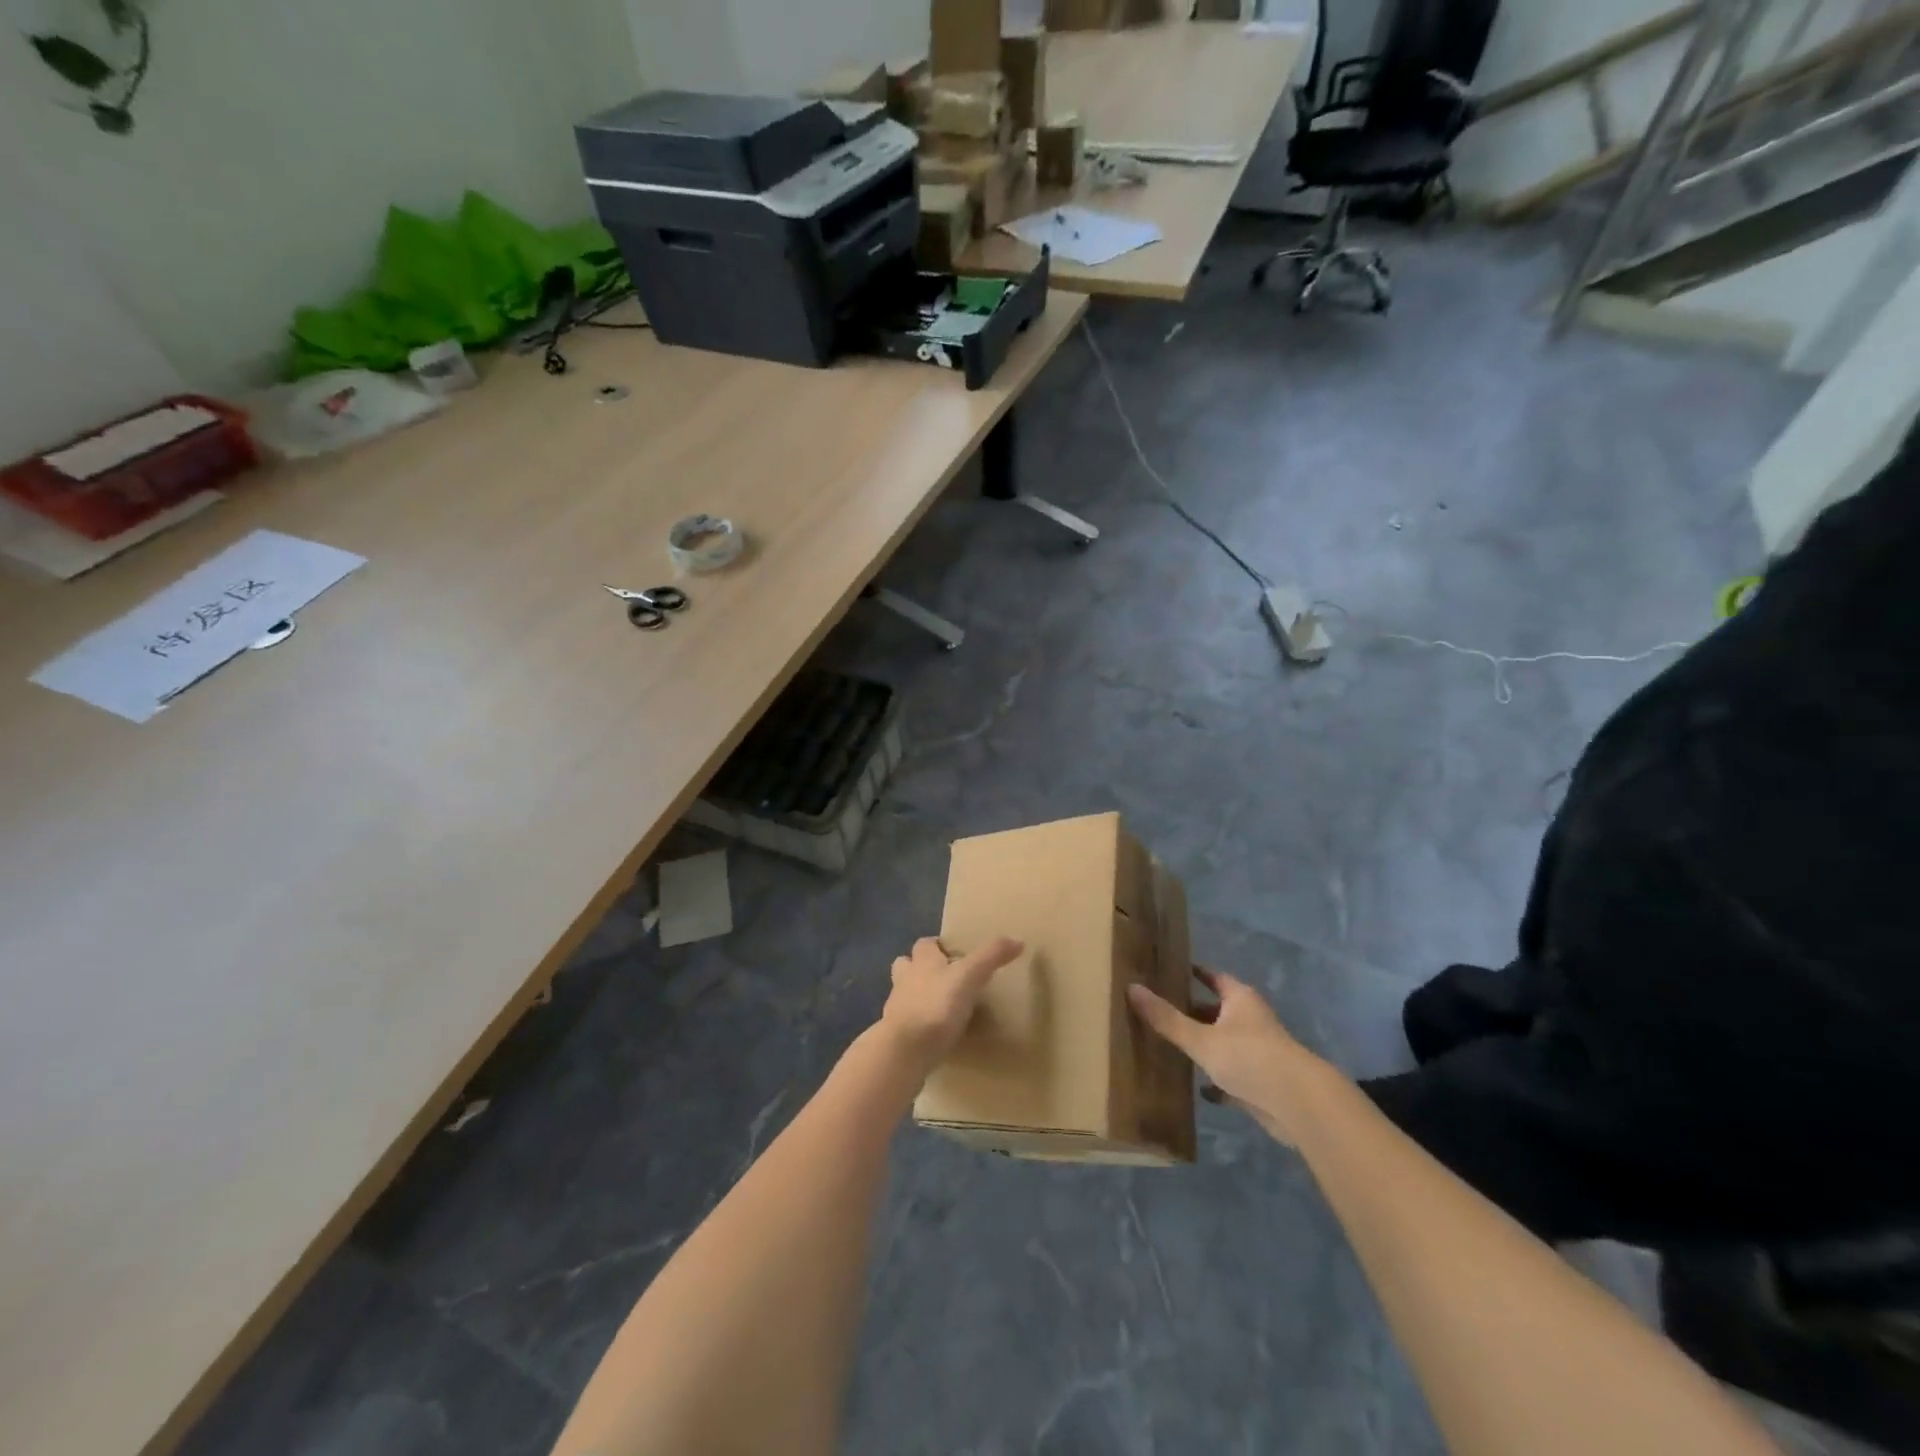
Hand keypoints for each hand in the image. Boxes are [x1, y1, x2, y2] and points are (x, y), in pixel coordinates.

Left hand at [880, 936, 1024, 1073]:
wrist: (904, 1050)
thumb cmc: (936, 1006)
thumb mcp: (969, 977)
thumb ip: (991, 957)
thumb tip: (1018, 940)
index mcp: (922, 961)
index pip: (925, 944)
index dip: (937, 946)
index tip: (953, 954)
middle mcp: (905, 979)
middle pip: (907, 965)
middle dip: (921, 969)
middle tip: (945, 979)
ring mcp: (897, 1008)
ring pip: (904, 994)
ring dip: (918, 996)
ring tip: (940, 1007)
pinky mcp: (896, 1035)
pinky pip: (906, 1024)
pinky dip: (918, 1025)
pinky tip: (933, 1035)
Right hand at [1128, 967, 1327, 1146]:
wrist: (1300, 1105)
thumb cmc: (1250, 1058)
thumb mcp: (1201, 1039)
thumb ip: (1167, 1018)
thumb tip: (1131, 987)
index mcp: (1240, 999)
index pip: (1213, 978)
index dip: (1193, 974)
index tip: (1170, 971)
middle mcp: (1251, 1019)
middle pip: (1218, 1010)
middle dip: (1193, 1011)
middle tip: (1161, 1010)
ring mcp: (1259, 1051)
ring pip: (1225, 1042)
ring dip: (1205, 1045)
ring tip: (1173, 1047)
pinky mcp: (1263, 1080)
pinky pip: (1234, 1073)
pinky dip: (1218, 1079)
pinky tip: (1201, 1089)